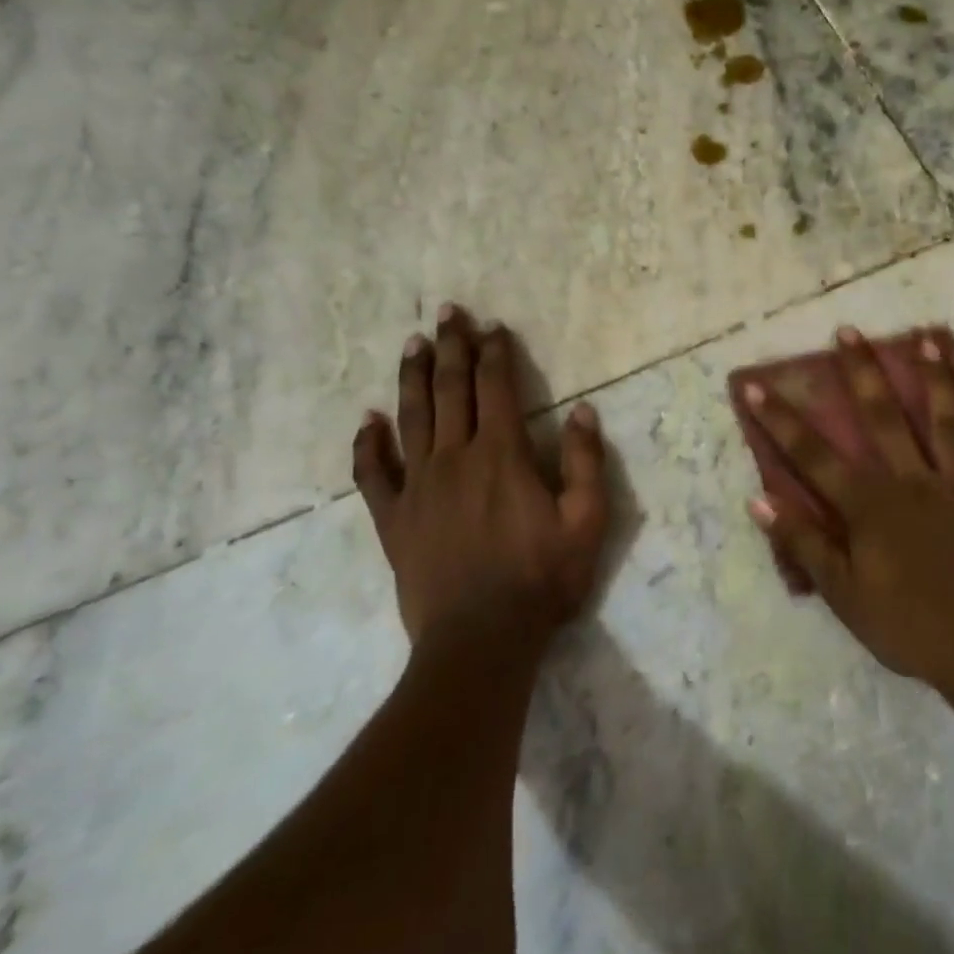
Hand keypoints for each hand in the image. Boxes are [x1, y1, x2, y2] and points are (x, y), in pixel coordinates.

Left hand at [352, 303, 609, 650]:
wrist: (480, 641)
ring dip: (413, 378)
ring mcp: (418, 488)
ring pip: (411, 419)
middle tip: (447, 312)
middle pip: (450, 391)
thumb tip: (584, 410)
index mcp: (502, 455)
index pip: (496, 389)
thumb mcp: (587, 521)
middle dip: (451, 347)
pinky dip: (368, 445)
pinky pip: (373, 474)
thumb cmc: (542, 579)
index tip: (492, 325)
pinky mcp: (394, 520)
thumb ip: (587, 463)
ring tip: (412, 344)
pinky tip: (367, 421)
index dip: (495, 352)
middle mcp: (455, 459)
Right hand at [742, 327, 953, 696]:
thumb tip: (759, 500)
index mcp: (872, 504)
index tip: (758, 385)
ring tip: (928, 340)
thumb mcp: (844, 595)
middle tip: (849, 330)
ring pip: (946, 423)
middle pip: (885, 417)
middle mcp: (914, 481)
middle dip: (862, 372)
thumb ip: (804, 543)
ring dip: (936, 380)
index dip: (782, 420)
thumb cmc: (909, 626)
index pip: (815, 455)